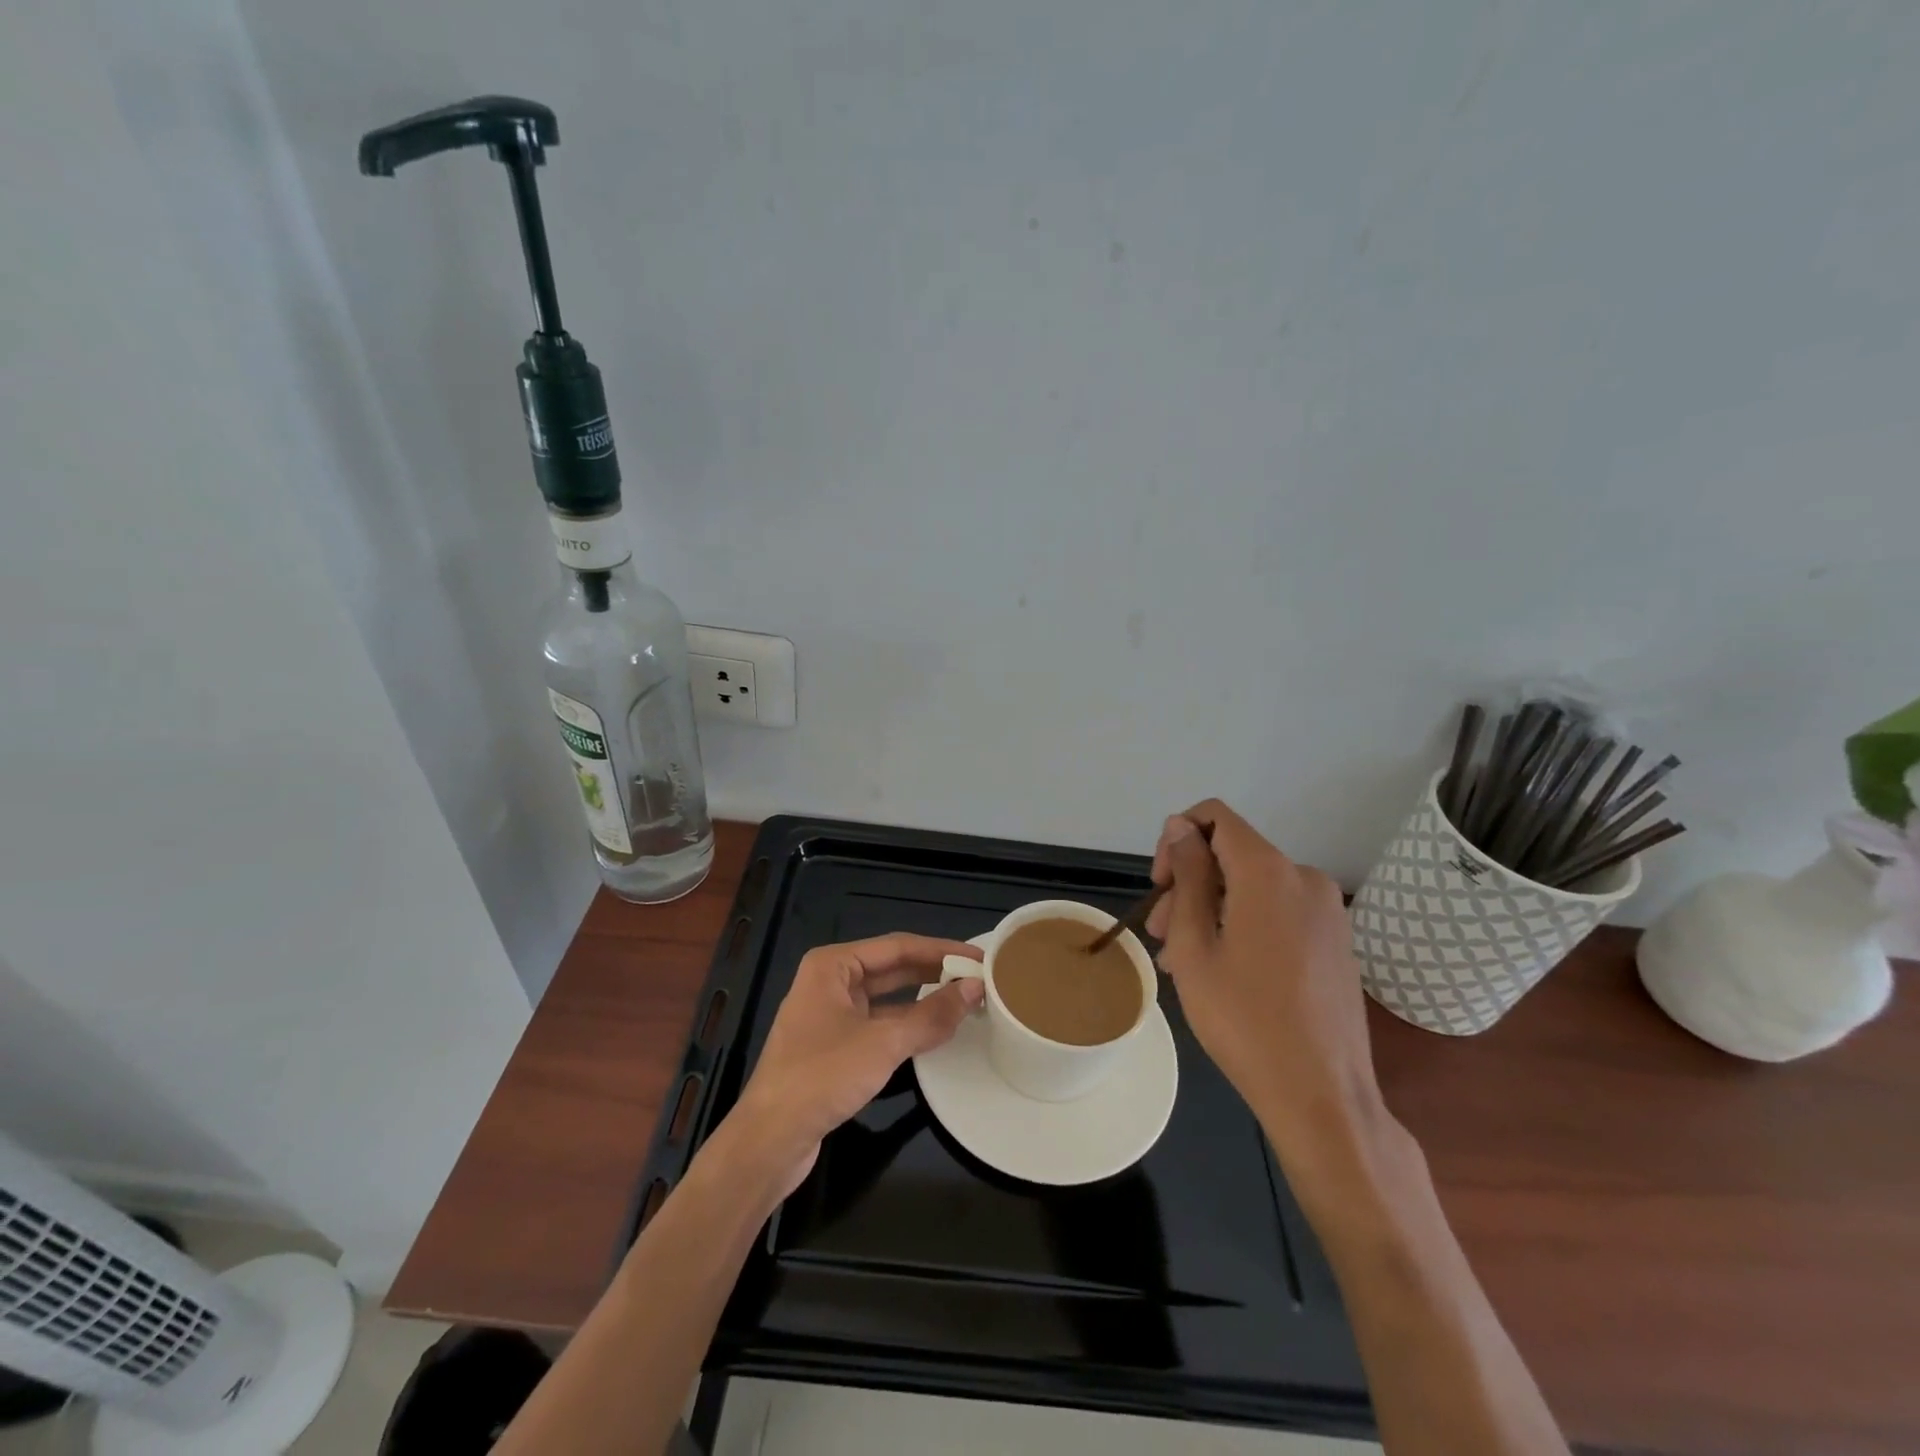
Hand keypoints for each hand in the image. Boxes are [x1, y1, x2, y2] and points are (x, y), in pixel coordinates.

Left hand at [728, 934, 983, 1195]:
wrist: (769, 1140)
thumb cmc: (821, 1076)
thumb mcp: (883, 1043)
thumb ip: (932, 1015)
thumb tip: (975, 988)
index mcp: (833, 965)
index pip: (898, 946)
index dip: (941, 950)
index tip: (979, 957)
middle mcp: (829, 981)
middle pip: (892, 968)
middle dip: (934, 972)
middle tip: (978, 977)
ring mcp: (830, 1015)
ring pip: (886, 998)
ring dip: (923, 1000)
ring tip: (965, 1000)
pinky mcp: (833, 1046)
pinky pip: (878, 1024)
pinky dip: (907, 1024)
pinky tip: (935, 1031)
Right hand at [1145, 800, 1384, 1162]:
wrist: (1322, 1096)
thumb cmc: (1244, 1019)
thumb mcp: (1195, 944)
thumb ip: (1188, 875)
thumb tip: (1181, 827)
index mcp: (1269, 871)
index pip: (1215, 818)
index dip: (1177, 839)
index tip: (1159, 885)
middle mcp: (1304, 877)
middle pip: (1231, 856)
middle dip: (1189, 884)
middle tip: (1161, 936)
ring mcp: (1327, 910)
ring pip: (1251, 887)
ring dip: (1211, 910)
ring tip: (1184, 962)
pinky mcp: (1335, 939)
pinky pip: (1277, 911)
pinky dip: (1242, 924)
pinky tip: (1222, 970)